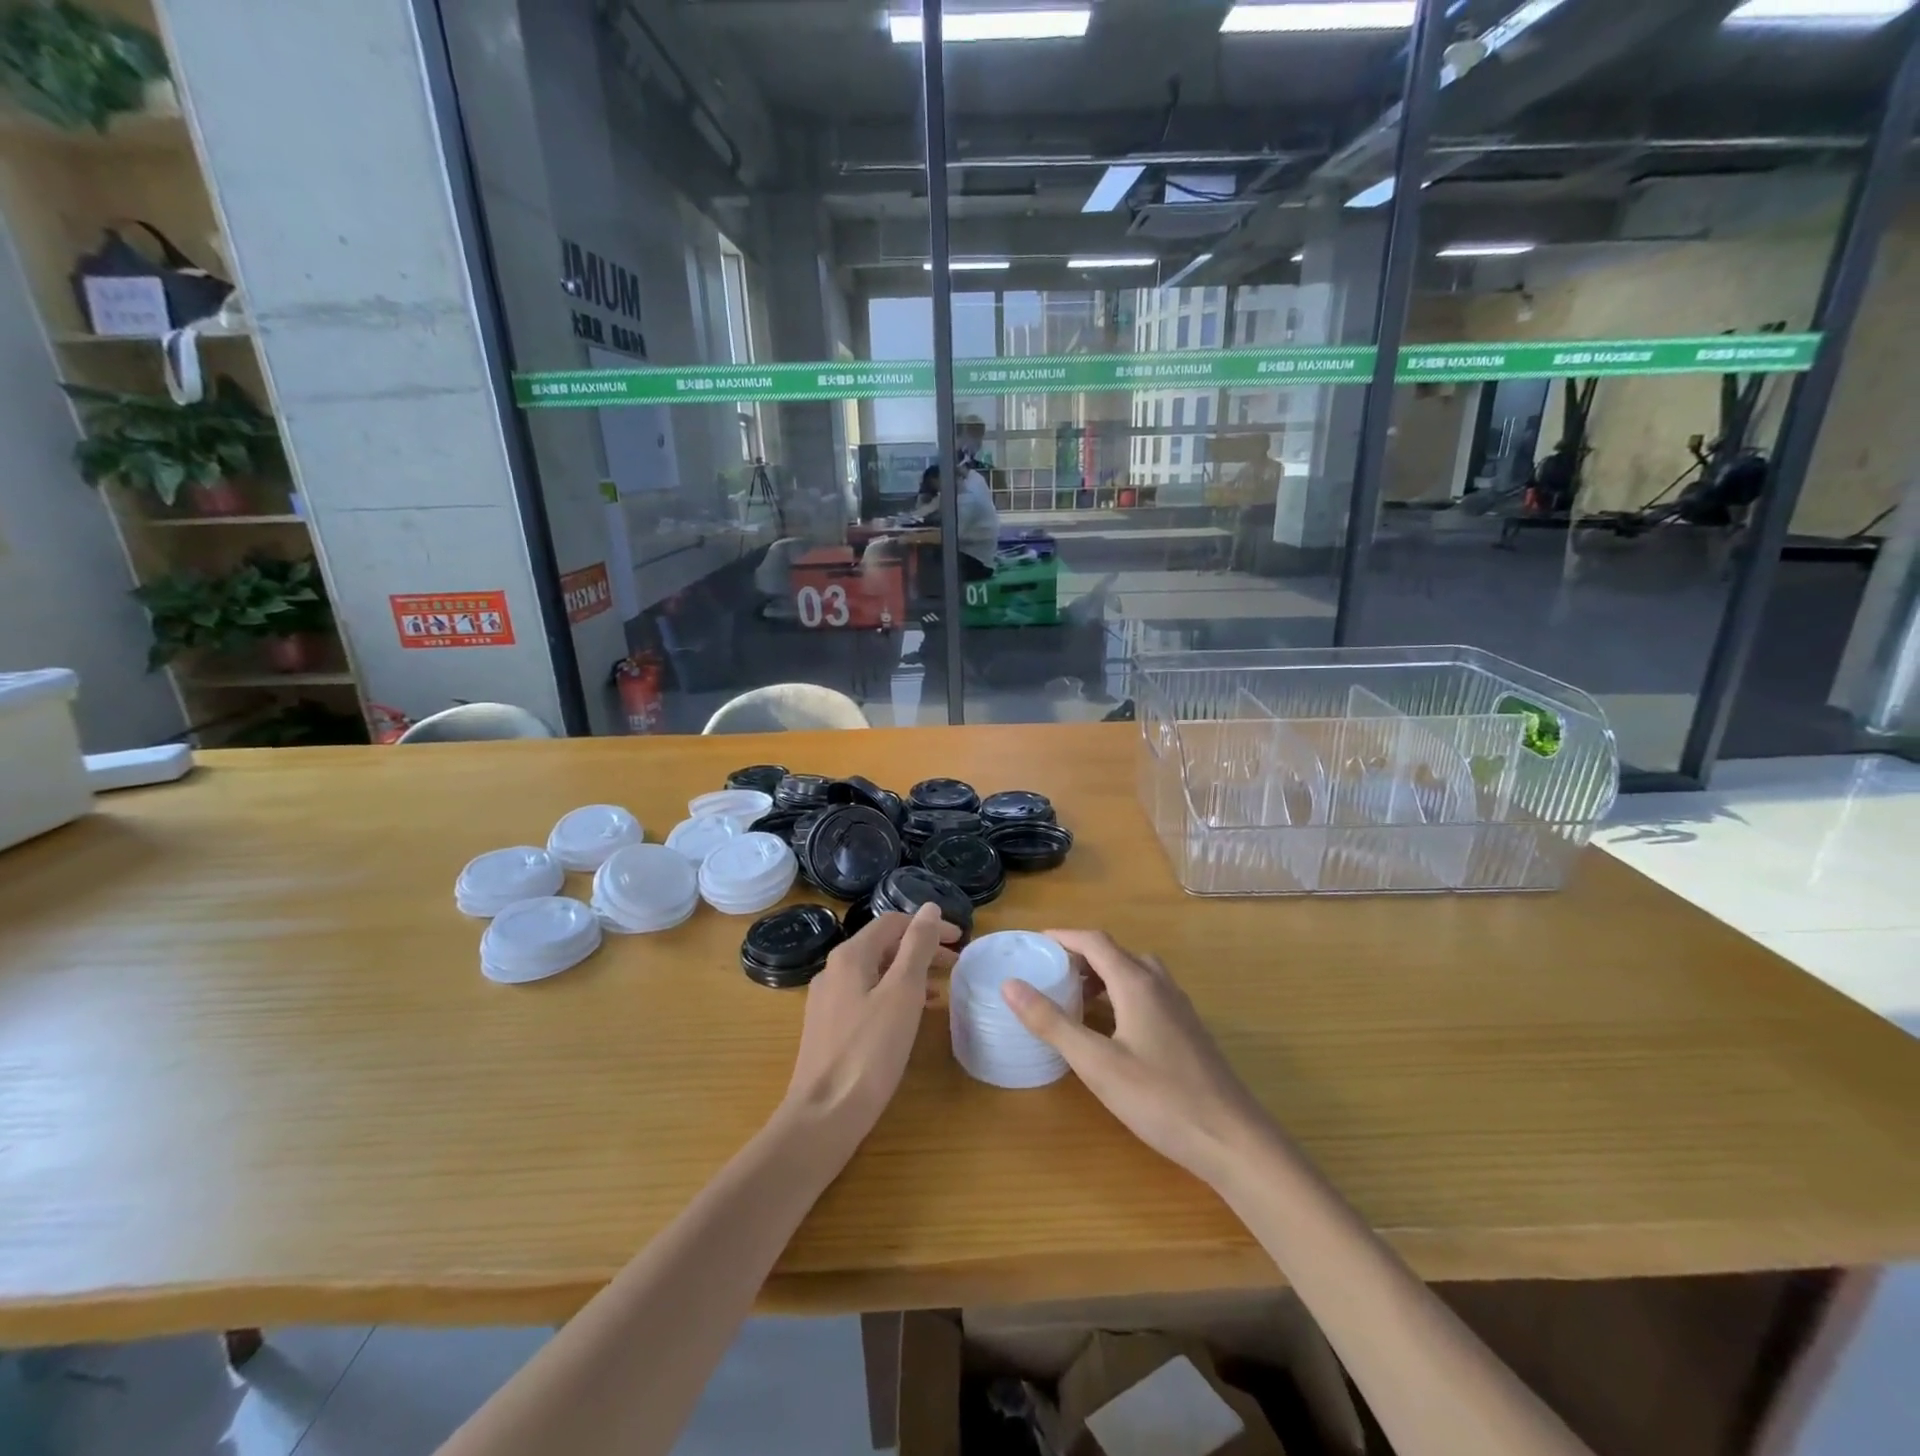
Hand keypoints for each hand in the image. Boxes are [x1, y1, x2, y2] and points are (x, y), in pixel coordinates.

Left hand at [781, 905, 957, 1149]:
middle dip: (921, 949)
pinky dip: (894, 995)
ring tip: (942, 989)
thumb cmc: (869, 1051)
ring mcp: (828, 1000)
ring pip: (876, 972)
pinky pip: (867, 996)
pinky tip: (912, 1016)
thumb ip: (917, 947)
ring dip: (910, 973)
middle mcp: (833, 970)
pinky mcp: (829, 1027)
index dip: (928, 926)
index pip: (893, 922)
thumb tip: (929, 908)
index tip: (960, 941)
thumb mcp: (903, 993)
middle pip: (883, 946)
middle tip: (956, 965)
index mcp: (850, 956)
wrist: (823, 1115)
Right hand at [1002, 930, 1274, 1188]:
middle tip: (1049, 972)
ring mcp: (1179, 1007)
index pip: (1094, 941)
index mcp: (1136, 982)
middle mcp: (1159, 984)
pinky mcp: (1188, 1030)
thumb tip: (1010, 984)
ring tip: (1074, 996)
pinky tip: (1112, 1027)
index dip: (1062, 937)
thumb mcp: (1096, 1063)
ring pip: (1135, 972)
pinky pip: (1147, 993)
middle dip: (1080, 956)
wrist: (1233, 1140)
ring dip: (1102, 974)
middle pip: (1115, 953)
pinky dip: (1121, 993)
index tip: (1032, 943)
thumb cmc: (1160, 1098)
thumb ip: (1052, 1022)